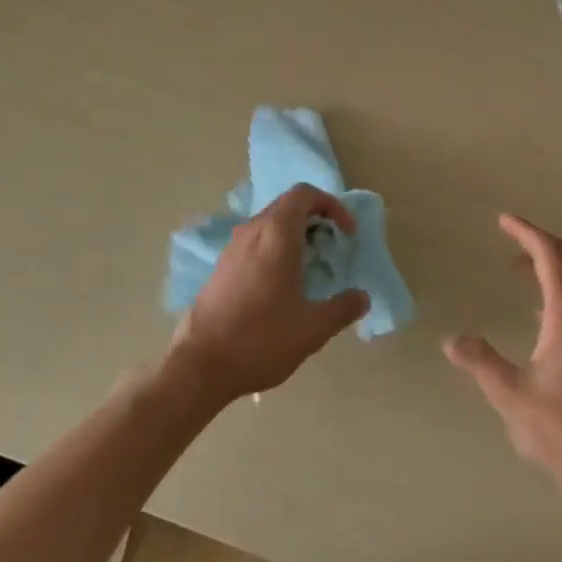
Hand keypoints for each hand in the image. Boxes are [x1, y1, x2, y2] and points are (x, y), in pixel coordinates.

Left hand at [168, 184, 368, 404]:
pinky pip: (254, 243)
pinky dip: (275, 250)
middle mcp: (252, 232)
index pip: (305, 194)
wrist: (199, 366)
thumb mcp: (313, 328)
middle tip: (333, 248)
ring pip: (269, 224)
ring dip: (294, 235)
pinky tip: (282, 286)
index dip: (332, 205)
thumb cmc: (261, 339)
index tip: (346, 233)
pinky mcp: (220, 269)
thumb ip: (343, 308)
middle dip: (315, 219)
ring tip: (311, 267)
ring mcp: (232, 249)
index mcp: (276, 234)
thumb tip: (362, 298)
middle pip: (287, 206)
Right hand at [445, 215, 561, 505]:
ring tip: (518, 269)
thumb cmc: (561, 431)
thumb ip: (481, 363)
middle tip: (512, 239)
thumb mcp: (511, 396)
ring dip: (553, 264)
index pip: (552, 256)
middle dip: (543, 241)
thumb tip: (451, 341)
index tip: (504, 220)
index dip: (528, 233)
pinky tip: (540, 311)